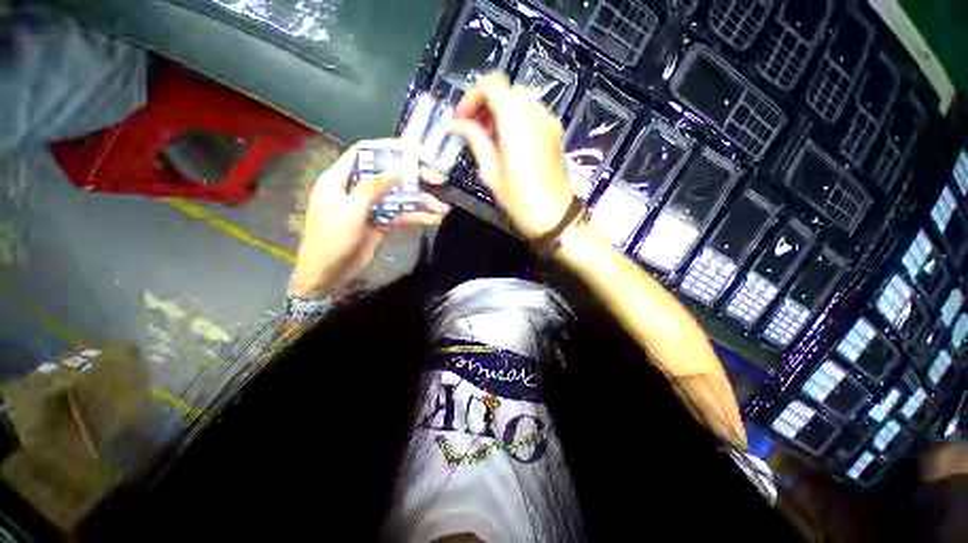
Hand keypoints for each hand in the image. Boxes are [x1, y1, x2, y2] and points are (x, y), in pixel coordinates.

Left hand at [289, 139, 450, 297]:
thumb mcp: (349, 213)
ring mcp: (371, 207)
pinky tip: (433, 220)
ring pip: (399, 198)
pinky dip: (416, 218)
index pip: (363, 154)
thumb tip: (393, 171)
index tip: (412, 150)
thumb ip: (370, 190)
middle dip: (414, 178)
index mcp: (340, 179)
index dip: (387, 148)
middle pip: (388, 176)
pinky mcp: (381, 222)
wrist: (329, 274)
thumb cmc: (331, 241)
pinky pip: (400, 216)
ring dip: (421, 203)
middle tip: (438, 180)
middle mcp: (357, 189)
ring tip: (443, 209)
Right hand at [452, 73, 573, 240]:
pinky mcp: (556, 133)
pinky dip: (517, 119)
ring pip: (521, 101)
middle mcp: (536, 113)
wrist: (554, 216)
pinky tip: (509, 143)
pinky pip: (533, 114)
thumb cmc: (519, 199)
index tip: (463, 118)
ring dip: (501, 112)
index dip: (473, 96)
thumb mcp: (491, 173)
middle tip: (474, 129)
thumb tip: (457, 124)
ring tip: (490, 139)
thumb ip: (475, 141)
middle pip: (507, 90)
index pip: (493, 83)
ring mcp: (549, 122)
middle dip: (486, 105)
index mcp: (516, 122)